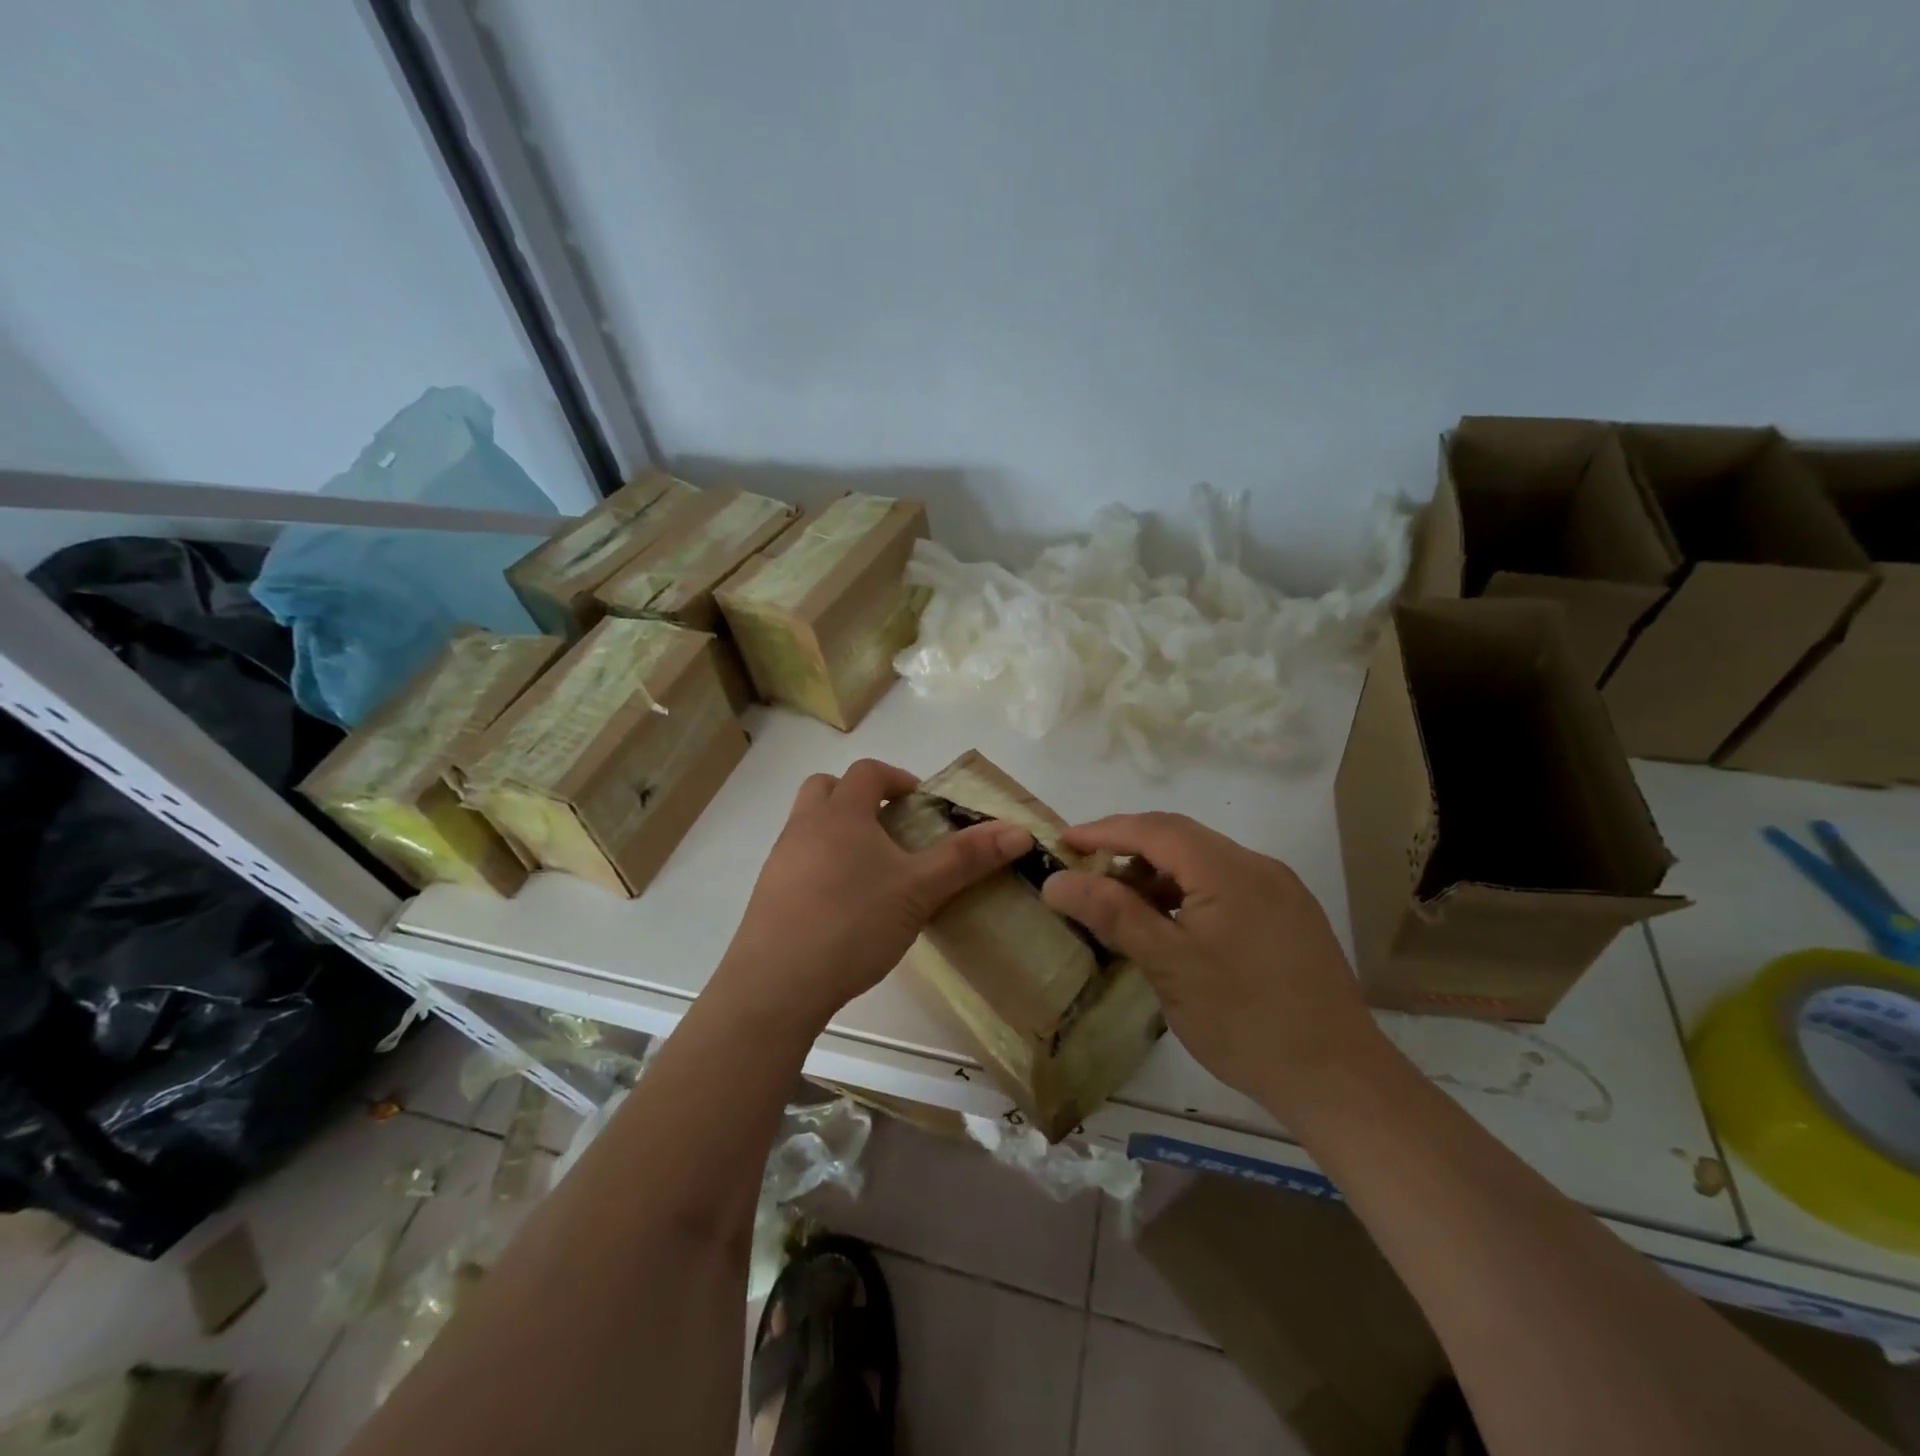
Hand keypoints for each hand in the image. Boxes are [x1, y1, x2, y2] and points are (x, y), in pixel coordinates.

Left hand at [717, 759, 1031, 1027]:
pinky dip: (822, 866)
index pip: (867, 772)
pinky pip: (798, 862)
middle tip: (891, 828)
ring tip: (873, 871)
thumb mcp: (919, 890)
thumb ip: (966, 858)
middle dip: (859, 798)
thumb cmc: (853, 923)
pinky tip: (844, 906)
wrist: (777, 985)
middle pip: (827, 788)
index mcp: (841, 813)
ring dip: (839, 833)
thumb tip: (1019, 831)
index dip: (897, 778)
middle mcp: (804, 826)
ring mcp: (780, 861)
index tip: (920, 802)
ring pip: (809, 826)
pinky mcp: (768, 895)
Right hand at [1041, 812, 1384, 1116]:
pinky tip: (1170, 924)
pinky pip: (1225, 884)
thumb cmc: (1245, 1021)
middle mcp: (1258, 867)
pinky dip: (1187, 891)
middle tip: (1085, 869)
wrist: (1338, 1079)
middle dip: (1128, 846)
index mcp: (1229, 870)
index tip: (1063, 843)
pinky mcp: (1288, 916)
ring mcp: (1279, 891)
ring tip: (1122, 903)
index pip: (1154, 829)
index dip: (1104, 831)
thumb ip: (1112, 914)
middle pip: (1180, 837)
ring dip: (1158, 871)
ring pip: (1203, 861)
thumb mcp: (1169, 966)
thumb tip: (1056, 880)